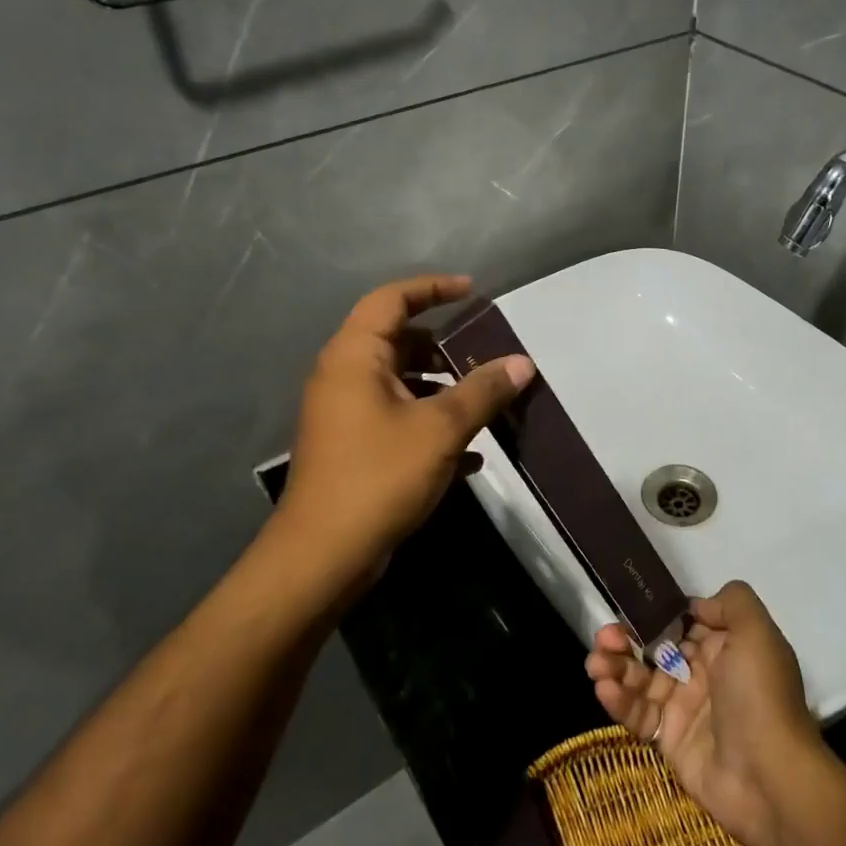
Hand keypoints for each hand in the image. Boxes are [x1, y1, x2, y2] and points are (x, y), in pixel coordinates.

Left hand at [271, 275, 534, 601]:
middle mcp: (344, 377)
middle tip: (484, 355)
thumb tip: (523, 363)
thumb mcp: (441, 429)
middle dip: (444, 346)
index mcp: (354, 357)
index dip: (433, 288)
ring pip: (401, 384)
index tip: (472, 292)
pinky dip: (430, 425)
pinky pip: (398, 420)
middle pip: (398, 341)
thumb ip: (483, 391)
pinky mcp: (353, 449)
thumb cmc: (378, 476)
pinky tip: (471, 455)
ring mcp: (346, 415)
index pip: (392, 299)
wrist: (322, 556)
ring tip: (485, 402)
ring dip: (442, 389)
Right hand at [586, 581, 824, 845]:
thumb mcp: (757, 634)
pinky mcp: (669, 740)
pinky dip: (619, 700)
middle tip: (604, 638)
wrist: (769, 779)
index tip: (630, 609)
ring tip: (595, 664)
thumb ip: (731, 603)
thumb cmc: (760, 697)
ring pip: (640, 679)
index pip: (681, 622)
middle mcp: (703, 673)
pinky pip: (638, 713)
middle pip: (655, 648)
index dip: (655, 615)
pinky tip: (605, 689)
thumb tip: (694, 606)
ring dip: (614, 667)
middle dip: (626, 639)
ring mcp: (684, 708)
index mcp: (725, 647)